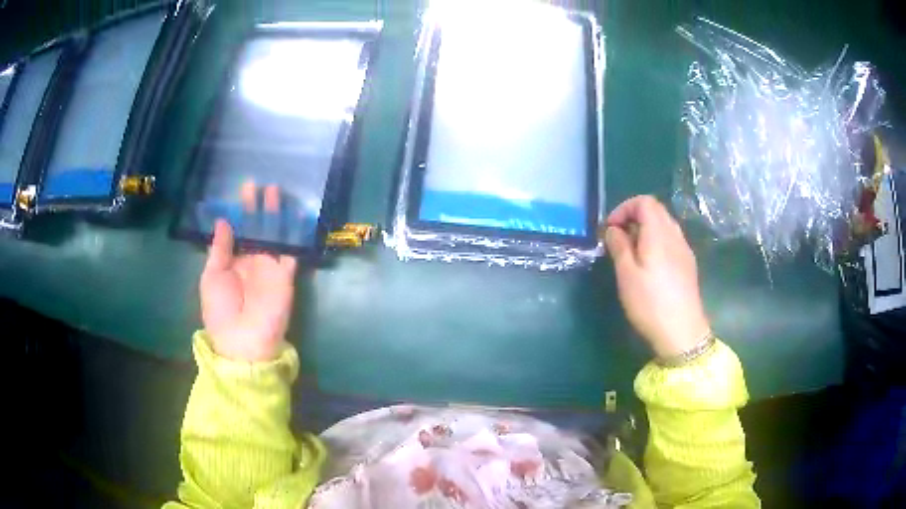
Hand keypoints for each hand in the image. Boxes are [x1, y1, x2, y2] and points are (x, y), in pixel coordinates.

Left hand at [200, 188, 297, 361]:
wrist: (242, 341)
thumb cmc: (220, 310)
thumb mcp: (211, 277)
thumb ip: (219, 249)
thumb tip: (222, 220)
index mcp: (233, 261)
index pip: (239, 230)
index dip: (241, 212)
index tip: (243, 190)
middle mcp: (252, 260)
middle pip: (257, 228)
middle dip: (257, 207)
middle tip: (258, 185)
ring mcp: (270, 267)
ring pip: (274, 234)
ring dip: (275, 214)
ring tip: (274, 191)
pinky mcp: (285, 276)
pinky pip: (291, 252)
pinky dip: (295, 236)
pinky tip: (296, 216)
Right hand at [604, 196, 710, 358]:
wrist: (682, 332)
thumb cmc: (650, 303)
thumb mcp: (627, 275)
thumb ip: (619, 246)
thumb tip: (614, 229)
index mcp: (658, 233)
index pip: (644, 202)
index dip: (624, 208)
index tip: (610, 229)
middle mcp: (674, 235)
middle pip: (656, 210)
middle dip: (634, 217)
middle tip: (618, 239)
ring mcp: (684, 249)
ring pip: (664, 225)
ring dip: (645, 229)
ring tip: (631, 252)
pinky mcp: (688, 264)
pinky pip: (671, 240)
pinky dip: (656, 241)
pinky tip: (649, 265)